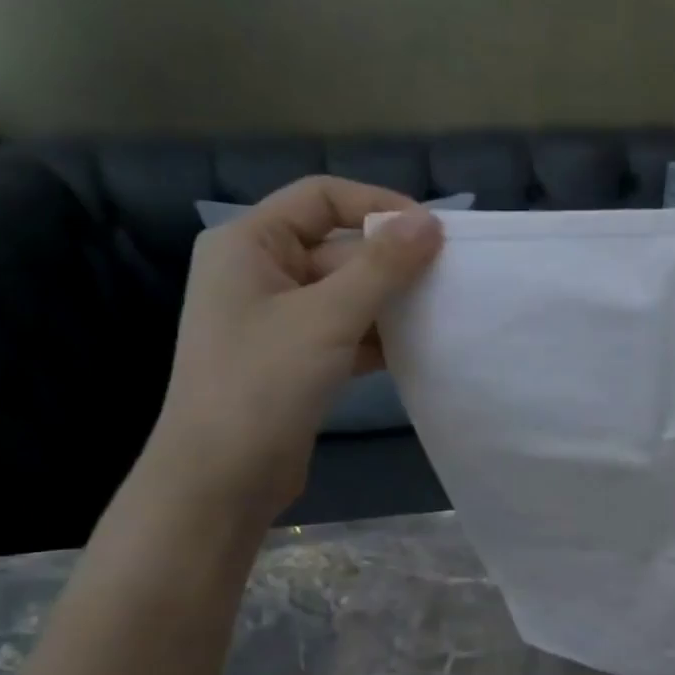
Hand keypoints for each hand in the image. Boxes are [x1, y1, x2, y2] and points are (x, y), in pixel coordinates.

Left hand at [146, 177, 441, 520]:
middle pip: (337, 249)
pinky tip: (420, 350)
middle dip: (391, 264)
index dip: (377, 206)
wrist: (222, 476)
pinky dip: (379, 339)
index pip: (320, 198)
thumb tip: (430, 222)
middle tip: (451, 280)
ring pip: (346, 296)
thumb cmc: (263, 383)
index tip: (433, 232)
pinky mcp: (296, 362)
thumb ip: (381, 268)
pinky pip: (345, 335)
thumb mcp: (327, 317)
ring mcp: (278, 322)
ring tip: (444, 313)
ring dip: (391, 304)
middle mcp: (260, 273)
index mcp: (249, 243)